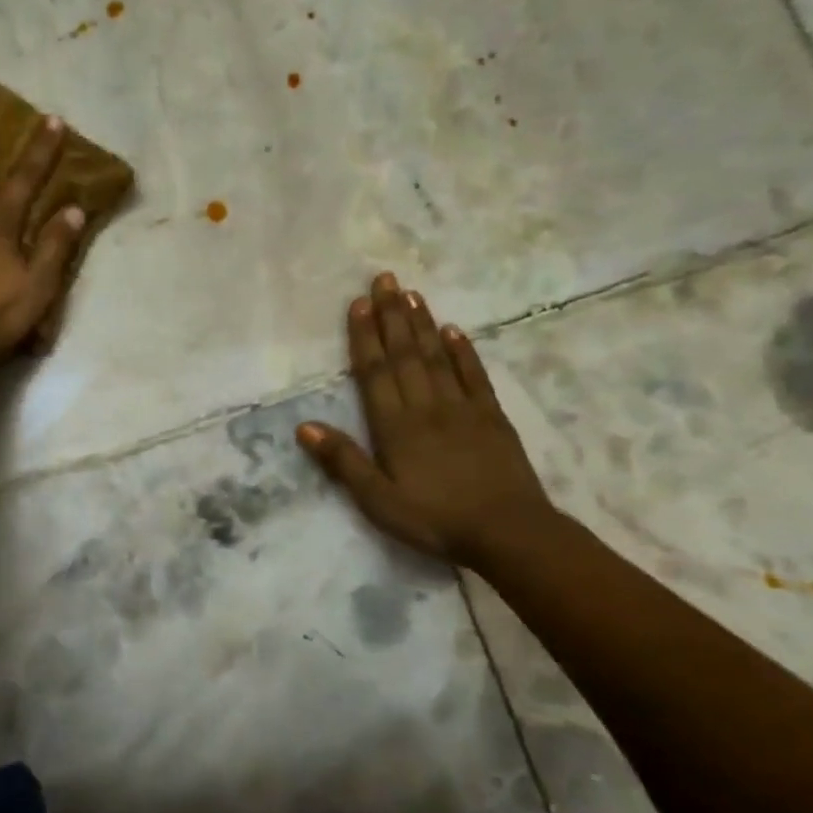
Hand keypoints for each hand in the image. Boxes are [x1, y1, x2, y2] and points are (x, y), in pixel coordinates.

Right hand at [296, 272, 553, 566]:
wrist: (508, 533)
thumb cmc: (435, 520)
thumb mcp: (378, 501)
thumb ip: (343, 462)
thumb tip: (304, 427)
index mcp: (395, 427)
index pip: (374, 373)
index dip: (365, 337)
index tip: (358, 304)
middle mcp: (426, 407)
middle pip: (405, 355)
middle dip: (392, 316)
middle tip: (384, 279)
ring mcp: (462, 408)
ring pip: (436, 357)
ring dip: (421, 324)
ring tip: (410, 293)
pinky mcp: (492, 417)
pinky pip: (474, 376)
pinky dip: (463, 351)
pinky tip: (453, 330)